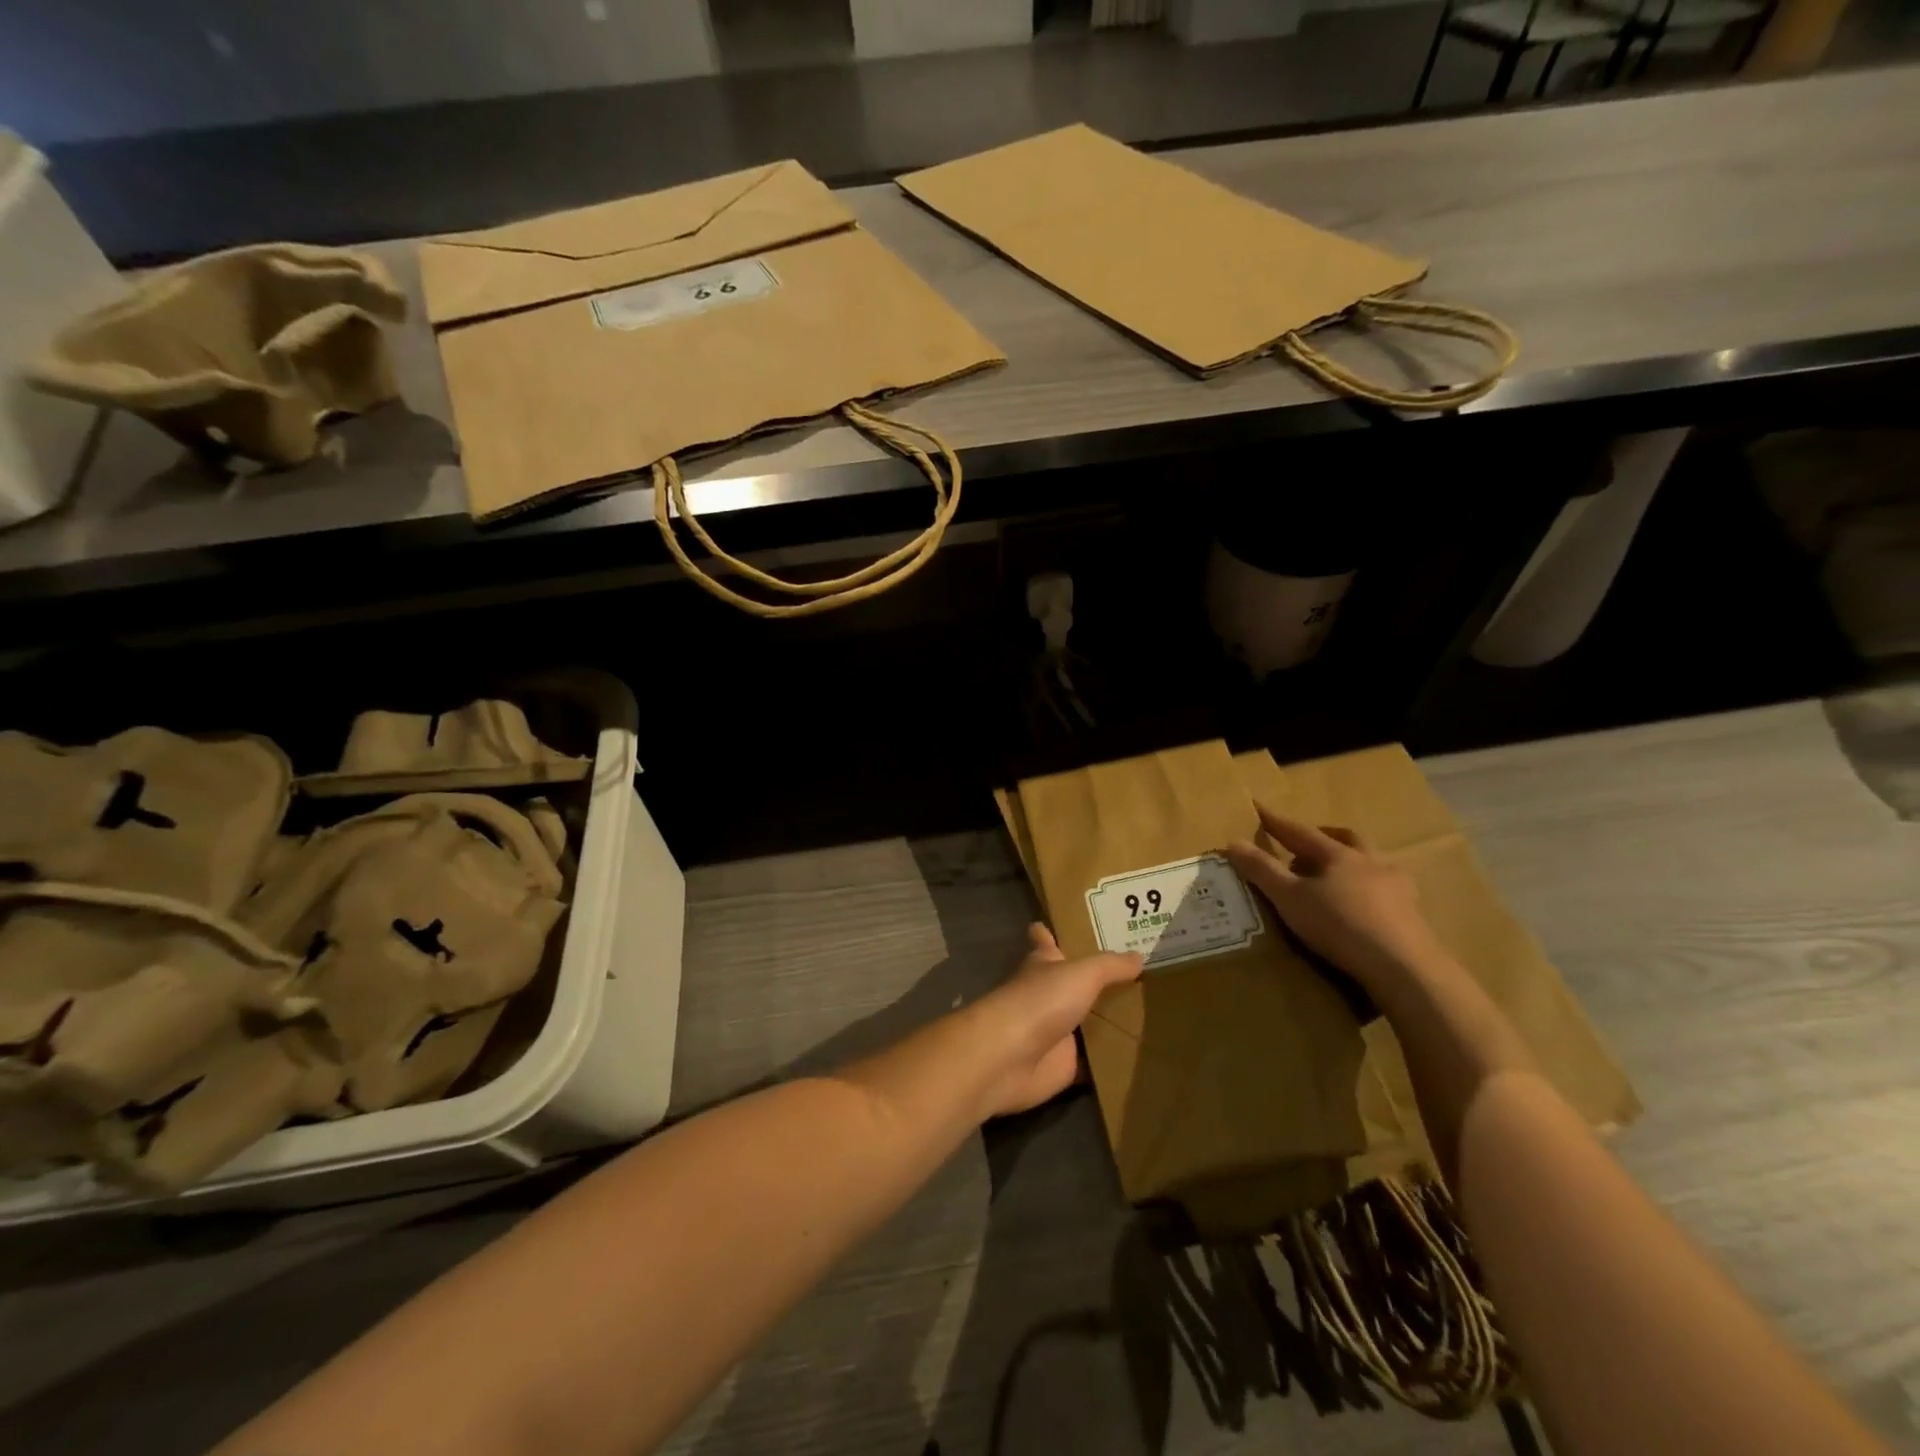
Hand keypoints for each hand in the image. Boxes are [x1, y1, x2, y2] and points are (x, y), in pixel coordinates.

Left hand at [968, 924, 1141, 1117]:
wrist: (1012, 1057)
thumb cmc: (1041, 1001)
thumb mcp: (1082, 974)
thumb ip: (1110, 966)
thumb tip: (1139, 955)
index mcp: (1043, 964)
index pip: (1044, 941)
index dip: (1047, 933)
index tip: (1056, 924)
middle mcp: (1047, 995)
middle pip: (1070, 983)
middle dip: (1092, 979)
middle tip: (1132, 972)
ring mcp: (1054, 1031)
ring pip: (1083, 1021)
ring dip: (1106, 1019)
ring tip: (1147, 1010)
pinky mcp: (1063, 1065)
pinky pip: (1091, 1061)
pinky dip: (1108, 1059)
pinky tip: (1136, 1055)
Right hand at [1226, 805, 1442, 988]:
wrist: (1403, 967)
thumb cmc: (1340, 925)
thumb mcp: (1289, 899)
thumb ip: (1261, 870)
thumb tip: (1232, 842)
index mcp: (1338, 855)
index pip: (1300, 832)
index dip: (1277, 822)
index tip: (1259, 808)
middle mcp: (1371, 863)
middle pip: (1346, 839)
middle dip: (1324, 837)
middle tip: (1306, 845)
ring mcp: (1398, 888)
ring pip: (1371, 863)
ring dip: (1351, 863)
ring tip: (1335, 878)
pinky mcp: (1413, 915)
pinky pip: (1387, 892)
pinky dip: (1369, 891)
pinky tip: (1363, 908)